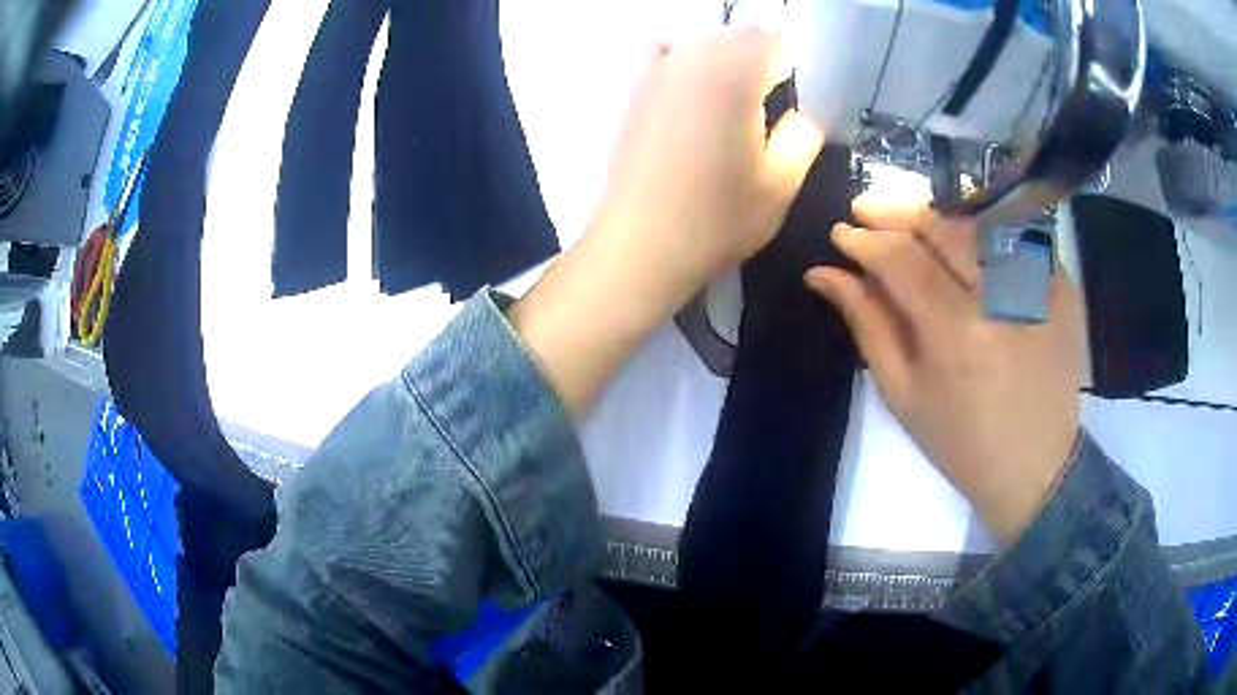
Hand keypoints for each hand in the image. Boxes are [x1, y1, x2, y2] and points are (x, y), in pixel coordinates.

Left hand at [512, 27, 822, 414]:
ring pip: (710, 40)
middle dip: (773, 58)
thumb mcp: (781, 182)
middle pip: (746, 35)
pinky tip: (700, 90)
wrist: (640, 246)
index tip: (815, 93)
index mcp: (735, 74)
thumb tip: (811, 107)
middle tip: (786, 102)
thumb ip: (806, 131)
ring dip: (736, 58)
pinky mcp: (637, 88)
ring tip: (747, 101)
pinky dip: (692, 60)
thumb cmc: (716, 220)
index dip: (807, 62)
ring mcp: (658, 69)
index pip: (783, 40)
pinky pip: (670, 53)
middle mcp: (694, 56)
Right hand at [804, 195, 1083, 543]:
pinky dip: (980, 231)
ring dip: (937, 217)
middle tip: (867, 209)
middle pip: (942, 227)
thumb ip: (867, 324)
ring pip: (977, 222)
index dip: (865, 240)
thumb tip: (824, 273)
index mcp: (957, 335)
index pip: (902, 260)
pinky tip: (961, 242)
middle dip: (897, 211)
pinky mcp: (1061, 283)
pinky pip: (1013, 237)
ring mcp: (1038, 285)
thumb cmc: (962, 442)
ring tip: (911, 224)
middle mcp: (1001, 297)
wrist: (1037, 465)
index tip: (841, 233)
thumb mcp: (903, 394)